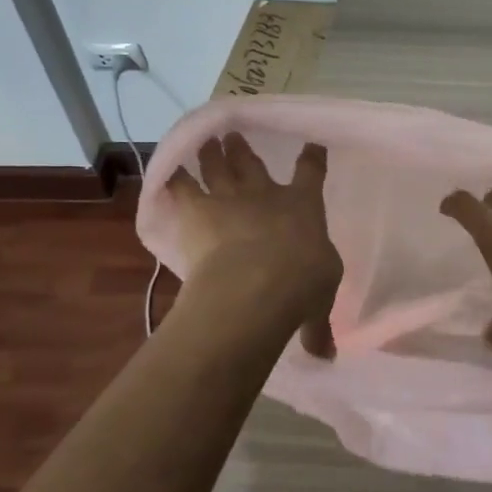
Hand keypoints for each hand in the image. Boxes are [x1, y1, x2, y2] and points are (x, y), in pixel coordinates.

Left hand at [166, 133, 342, 357]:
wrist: (257, 283)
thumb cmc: (301, 284)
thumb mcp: (318, 303)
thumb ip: (316, 324)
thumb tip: (325, 356)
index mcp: (304, 207)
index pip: (311, 174)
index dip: (311, 159)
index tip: (311, 144)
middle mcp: (266, 195)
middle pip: (254, 165)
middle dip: (244, 150)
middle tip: (234, 135)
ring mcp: (229, 199)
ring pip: (219, 168)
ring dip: (213, 154)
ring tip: (206, 140)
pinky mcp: (196, 211)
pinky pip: (181, 188)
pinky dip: (173, 177)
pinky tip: (165, 168)